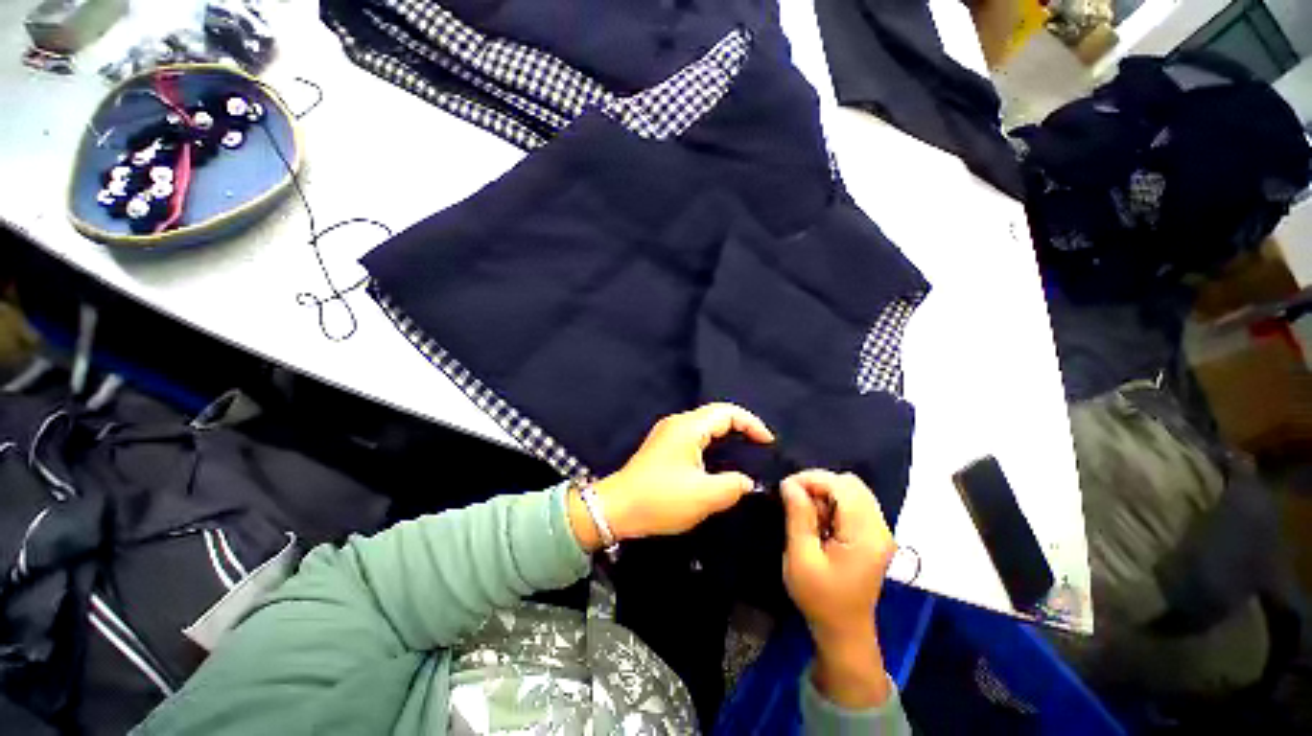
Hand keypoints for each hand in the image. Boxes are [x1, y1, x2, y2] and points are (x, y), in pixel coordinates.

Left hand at [570, 403, 773, 548]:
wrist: (616, 508)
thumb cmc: (660, 499)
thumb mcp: (704, 496)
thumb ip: (734, 486)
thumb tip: (747, 481)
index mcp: (689, 427)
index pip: (727, 413)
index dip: (751, 424)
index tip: (768, 443)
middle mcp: (678, 422)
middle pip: (716, 414)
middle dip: (741, 426)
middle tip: (759, 444)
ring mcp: (667, 432)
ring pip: (705, 424)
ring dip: (727, 432)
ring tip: (744, 449)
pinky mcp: (662, 445)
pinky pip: (695, 434)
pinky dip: (713, 440)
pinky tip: (718, 457)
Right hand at [781, 470, 895, 708]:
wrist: (844, 631)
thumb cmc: (820, 598)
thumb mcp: (801, 558)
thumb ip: (798, 516)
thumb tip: (790, 483)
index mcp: (865, 535)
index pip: (842, 486)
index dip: (812, 479)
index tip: (785, 489)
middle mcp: (879, 528)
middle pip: (851, 483)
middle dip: (818, 483)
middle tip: (794, 499)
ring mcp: (880, 531)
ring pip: (852, 490)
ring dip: (825, 492)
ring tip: (806, 512)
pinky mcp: (874, 534)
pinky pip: (853, 502)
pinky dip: (833, 502)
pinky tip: (820, 520)